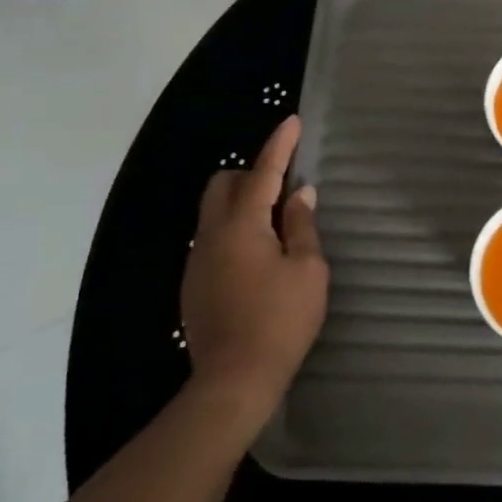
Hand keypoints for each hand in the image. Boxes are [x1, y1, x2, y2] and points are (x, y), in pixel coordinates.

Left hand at [179, 115, 328, 430]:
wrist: (234, 379)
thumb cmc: (282, 320)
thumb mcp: (308, 270)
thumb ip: (302, 225)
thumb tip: (300, 193)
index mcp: (242, 226)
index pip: (263, 172)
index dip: (280, 145)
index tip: (291, 122)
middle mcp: (211, 235)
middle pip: (224, 185)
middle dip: (253, 174)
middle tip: (287, 190)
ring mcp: (198, 260)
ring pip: (215, 212)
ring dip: (244, 205)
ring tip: (278, 228)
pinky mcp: (194, 283)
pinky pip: (214, 239)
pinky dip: (236, 231)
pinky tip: (259, 260)